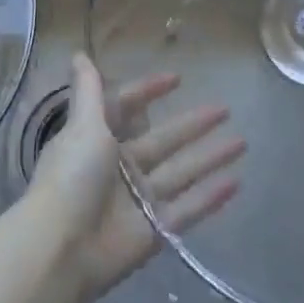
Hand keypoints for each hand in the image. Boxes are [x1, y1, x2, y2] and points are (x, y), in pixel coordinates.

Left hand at [27, 53, 243, 302]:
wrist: (62, 249)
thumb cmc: (72, 178)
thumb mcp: (82, 126)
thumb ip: (88, 91)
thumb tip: (78, 53)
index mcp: (97, 139)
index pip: (127, 108)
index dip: (149, 92)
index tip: (177, 78)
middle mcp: (119, 167)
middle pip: (163, 139)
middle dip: (192, 124)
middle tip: (225, 108)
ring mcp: (138, 200)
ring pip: (181, 172)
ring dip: (210, 157)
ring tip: (242, 141)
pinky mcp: (154, 231)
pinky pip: (187, 210)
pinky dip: (210, 198)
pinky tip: (237, 183)